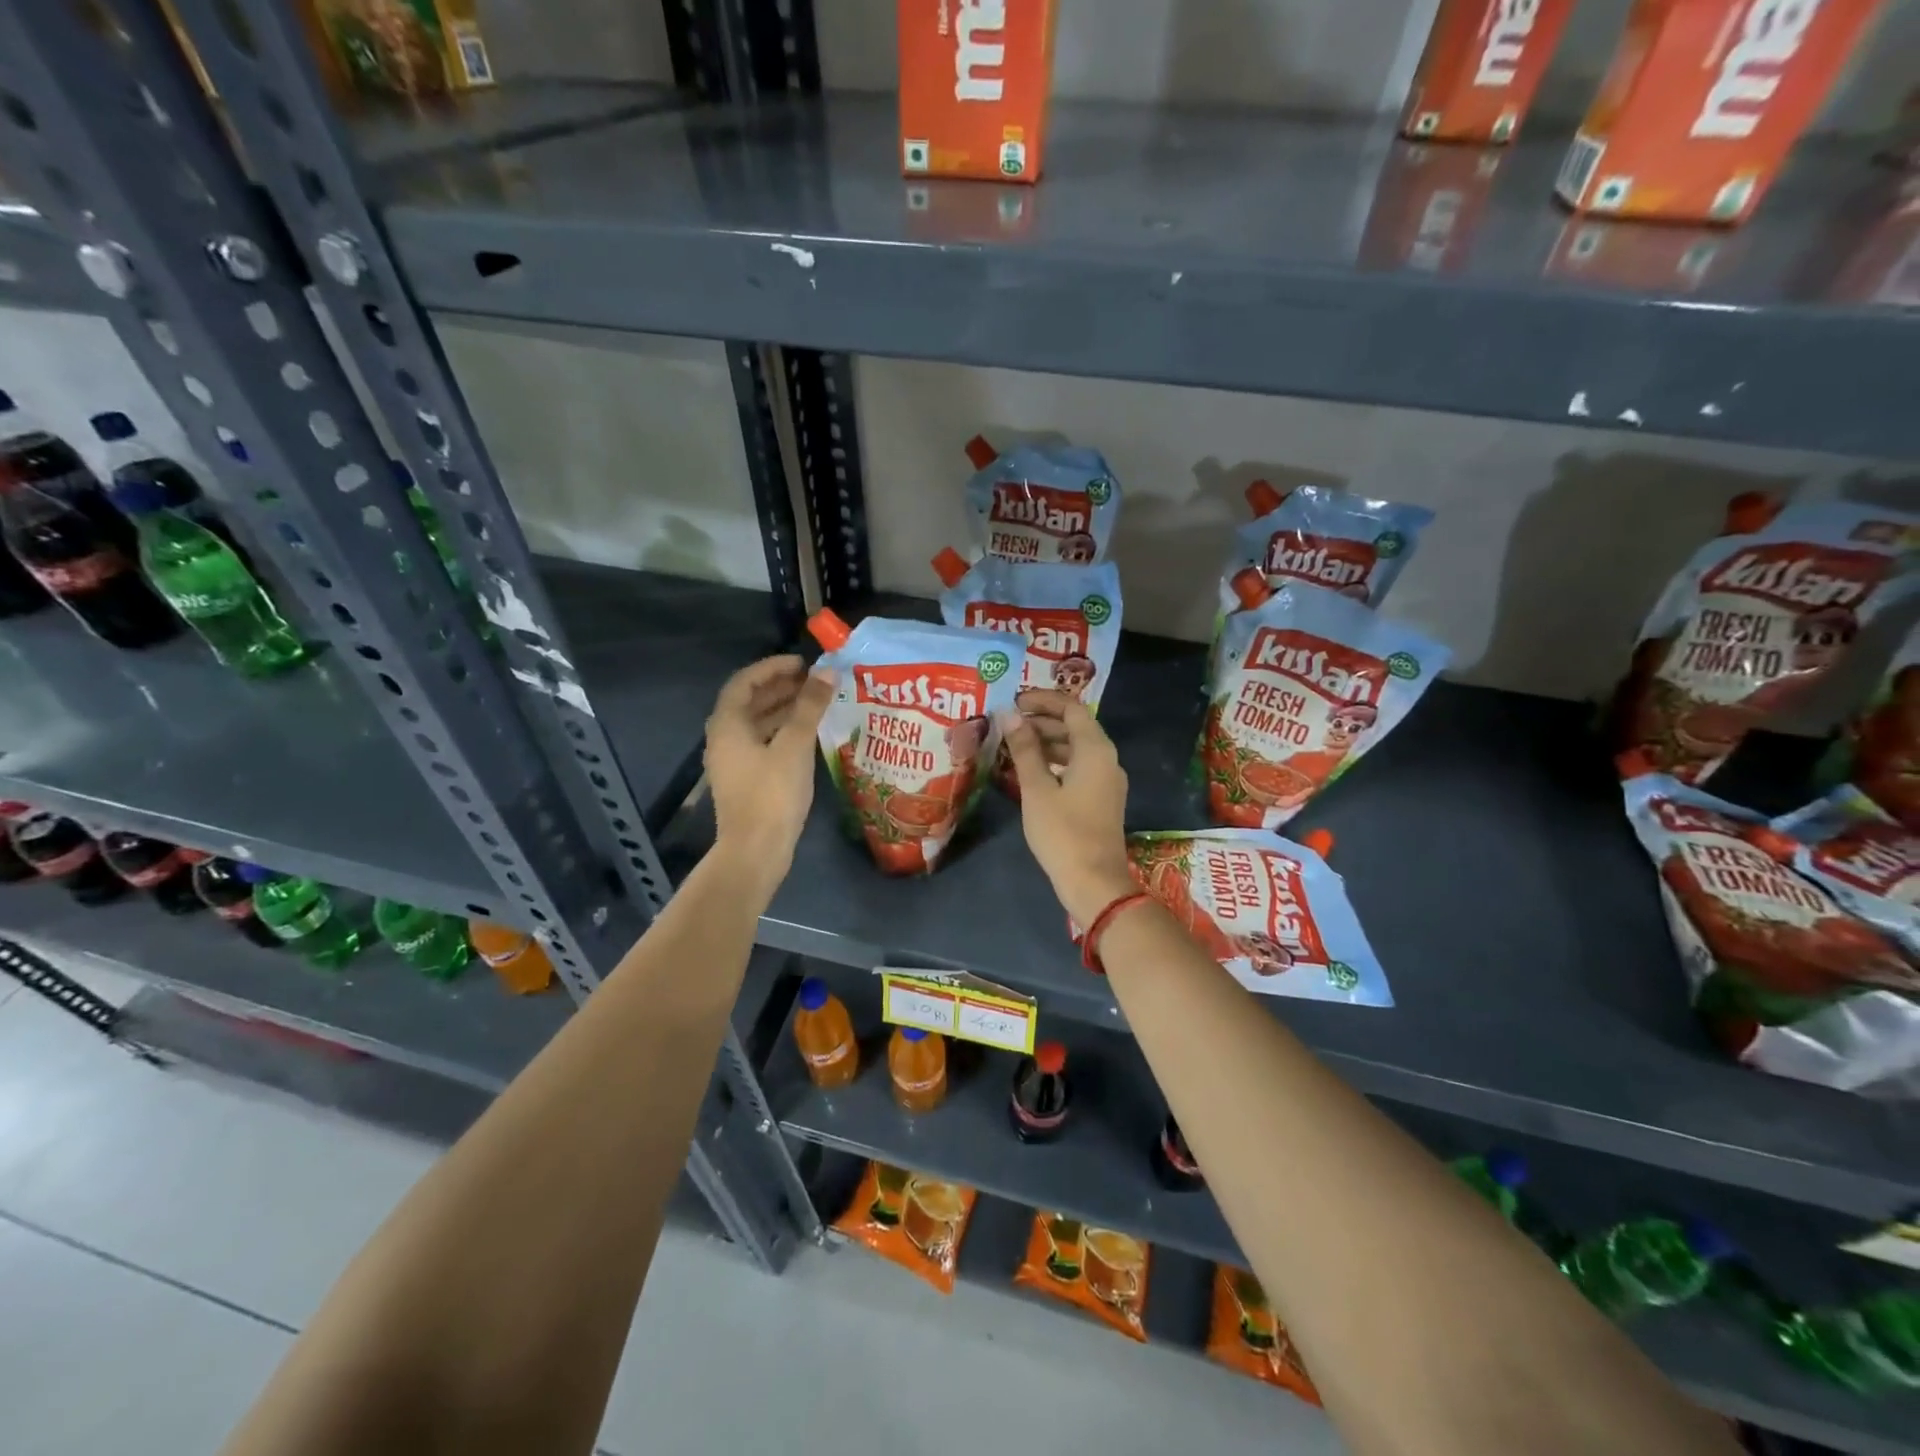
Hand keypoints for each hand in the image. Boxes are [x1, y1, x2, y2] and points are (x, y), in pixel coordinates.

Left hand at [705, 655, 834, 885]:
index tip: (802, 663)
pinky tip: (809, 734)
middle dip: (781, 687)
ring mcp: (734, 762)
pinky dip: (784, 732)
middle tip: (815, 680)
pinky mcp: (746, 780)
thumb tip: (827, 672)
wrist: (755, 851)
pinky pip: (764, 743)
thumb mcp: (795, 745)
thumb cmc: (772, 794)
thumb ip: (810, 706)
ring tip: (817, 702)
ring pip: (758, 724)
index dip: (772, 667)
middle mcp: (724, 739)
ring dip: (784, 709)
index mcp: (727, 725)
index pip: (744, 682)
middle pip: (750, 702)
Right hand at [1002, 689, 1137, 926]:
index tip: (1014, 701)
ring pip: (1076, 749)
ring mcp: (1107, 781)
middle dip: (1042, 721)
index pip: (1071, 708)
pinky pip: (1079, 768)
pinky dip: (1055, 762)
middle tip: (1008, 724)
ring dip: (1047, 742)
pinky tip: (1030, 772)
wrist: (1094, 883)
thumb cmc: (1063, 832)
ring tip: (1013, 746)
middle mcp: (1107, 759)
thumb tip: (1010, 715)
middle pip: (1075, 727)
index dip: (1043, 700)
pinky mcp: (1102, 799)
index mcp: (1096, 750)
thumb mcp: (1037, 788)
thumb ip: (1024, 749)